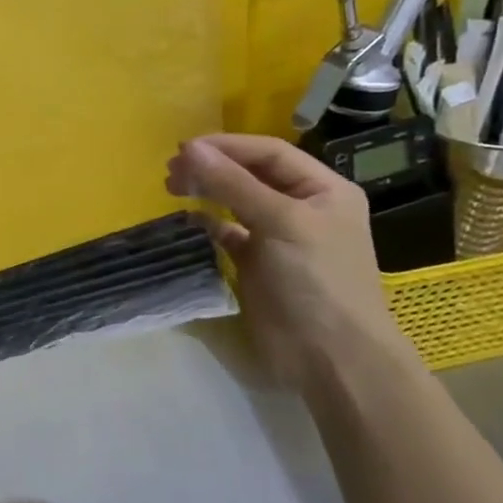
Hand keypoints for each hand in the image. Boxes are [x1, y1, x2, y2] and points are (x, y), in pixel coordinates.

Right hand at [167, 134, 414, 395]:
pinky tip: (187, 217)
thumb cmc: (316, 280)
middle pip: (250, 173)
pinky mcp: (258, 263)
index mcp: (323, 189)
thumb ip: (233, 184)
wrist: (330, 356)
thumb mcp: (280, 222)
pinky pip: (228, 232)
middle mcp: (302, 207)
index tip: (183, 149)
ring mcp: (279, 236)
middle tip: (172, 170)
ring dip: (206, 190)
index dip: (227, 146)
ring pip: (236, 200)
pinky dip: (207, 222)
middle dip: (212, 166)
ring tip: (172, 186)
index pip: (269, 153)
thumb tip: (190, 149)